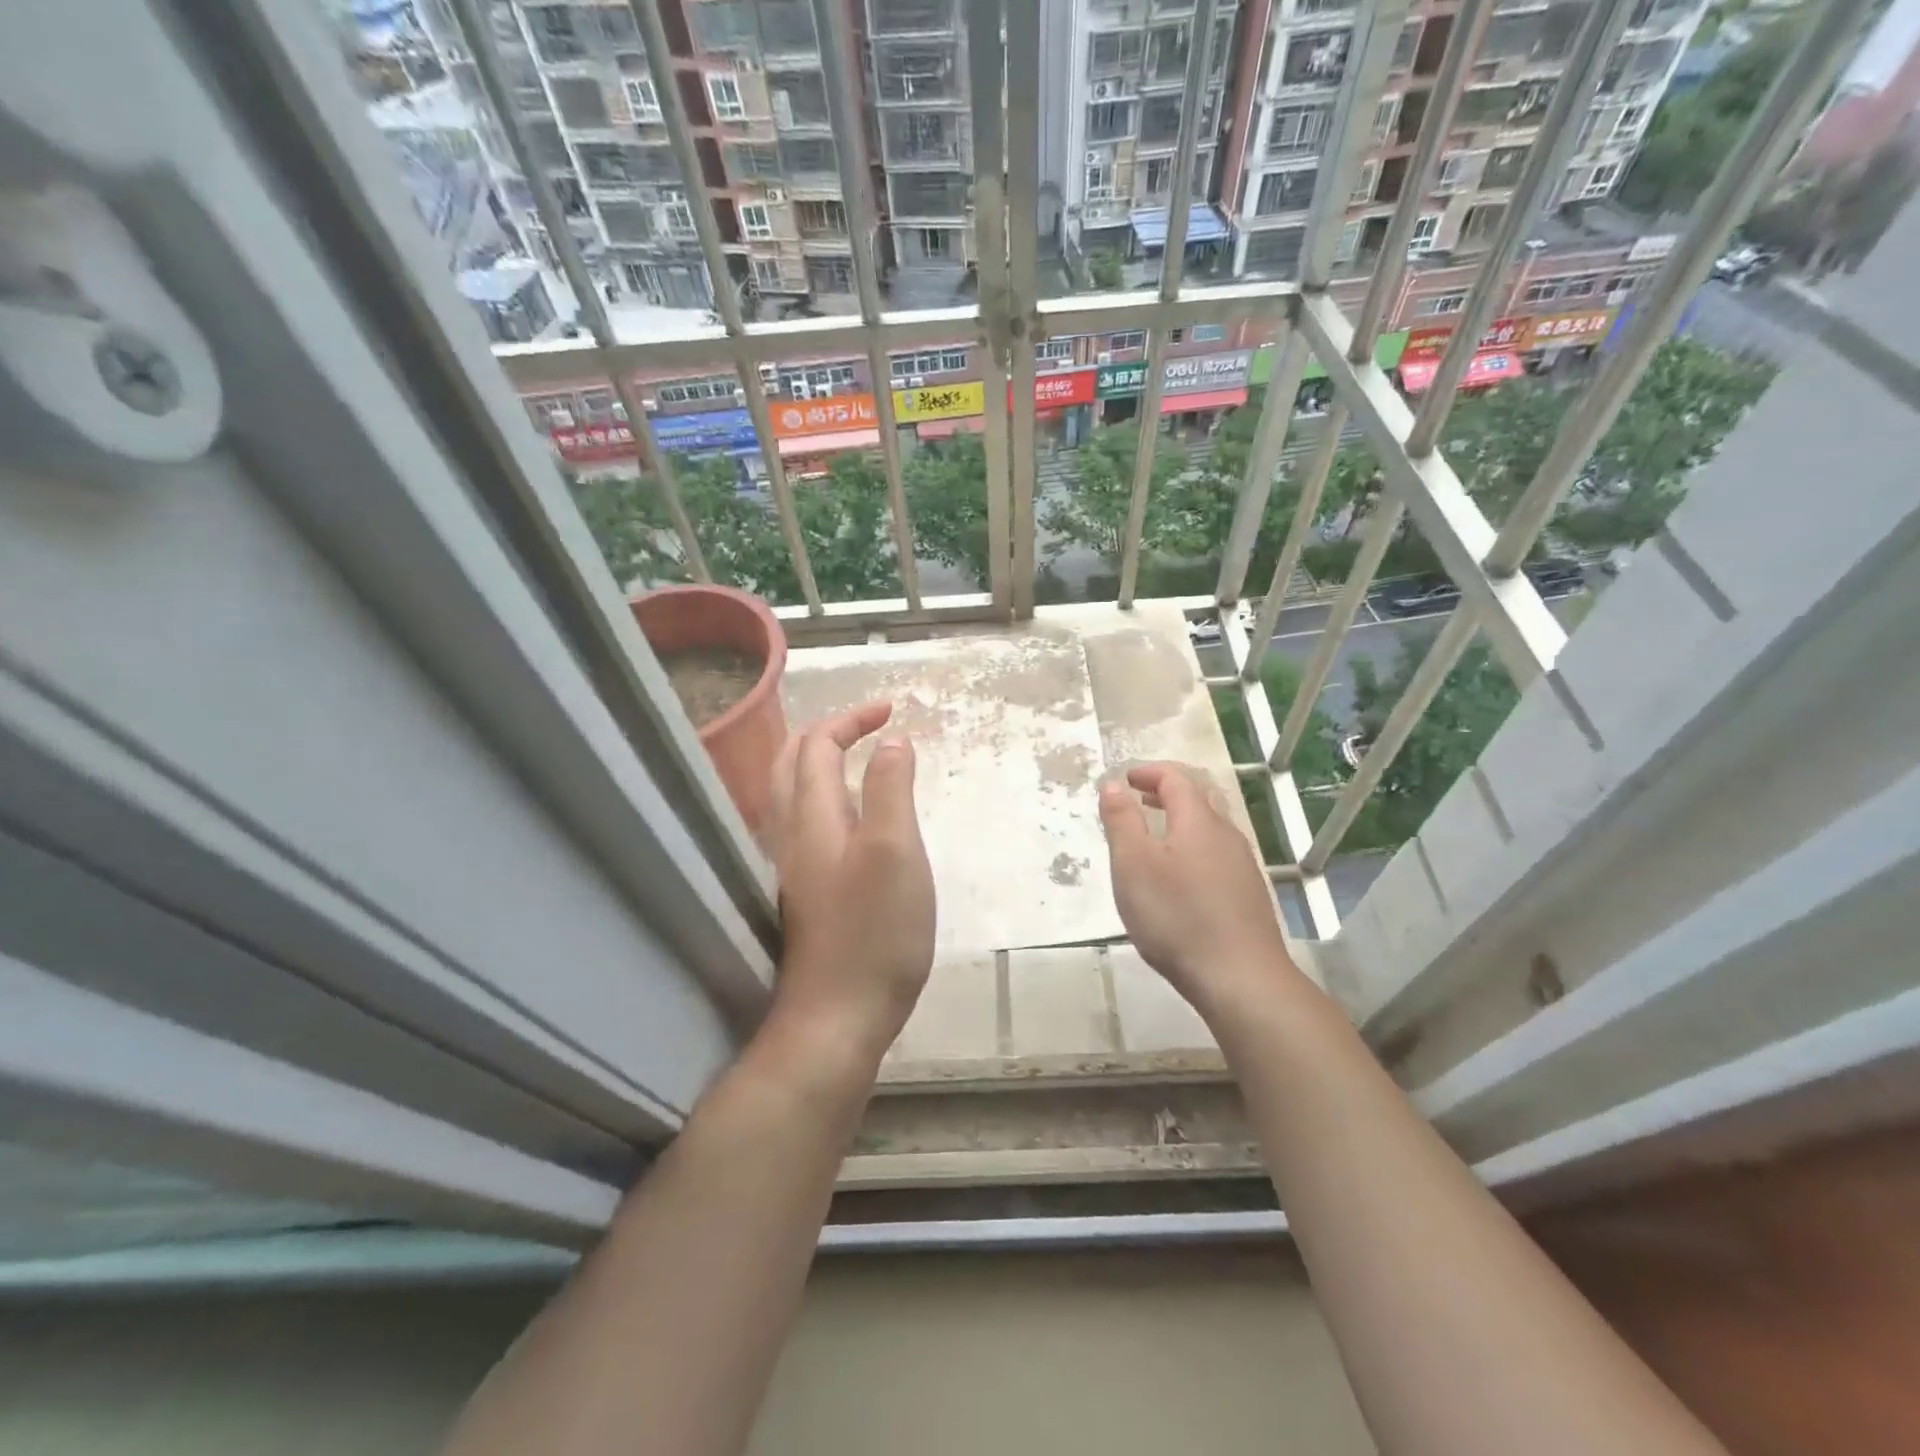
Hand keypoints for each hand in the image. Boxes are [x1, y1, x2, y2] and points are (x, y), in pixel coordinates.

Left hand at [762, 702, 934, 1065]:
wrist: (837, 1016)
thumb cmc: (874, 931)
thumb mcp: (897, 851)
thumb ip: (893, 790)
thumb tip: (893, 744)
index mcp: (814, 816)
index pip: (818, 745)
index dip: (852, 720)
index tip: (893, 712)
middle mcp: (793, 834)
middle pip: (792, 763)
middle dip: (829, 734)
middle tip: (870, 727)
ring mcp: (794, 867)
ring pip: (793, 795)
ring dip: (822, 764)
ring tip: (860, 760)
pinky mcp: (804, 893)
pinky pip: (805, 824)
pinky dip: (826, 798)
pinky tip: (852, 820)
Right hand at [1098, 763, 1297, 1016]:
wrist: (1240, 978)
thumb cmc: (1177, 916)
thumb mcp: (1133, 865)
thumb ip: (1121, 821)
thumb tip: (1113, 784)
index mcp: (1198, 821)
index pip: (1176, 778)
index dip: (1148, 772)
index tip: (1124, 780)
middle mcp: (1226, 835)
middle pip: (1199, 798)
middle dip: (1166, 792)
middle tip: (1137, 800)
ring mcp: (1242, 865)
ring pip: (1210, 827)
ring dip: (1179, 821)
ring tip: (1153, 838)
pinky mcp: (1248, 894)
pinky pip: (1216, 854)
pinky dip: (1192, 847)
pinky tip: (1179, 878)